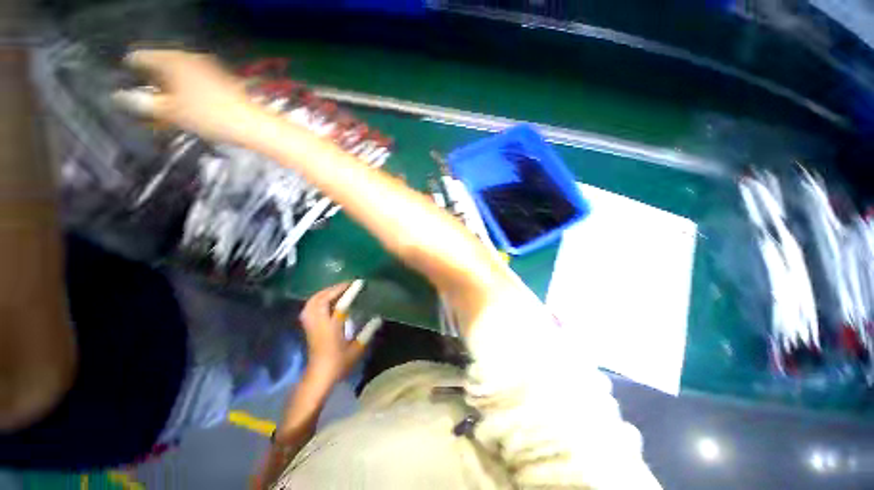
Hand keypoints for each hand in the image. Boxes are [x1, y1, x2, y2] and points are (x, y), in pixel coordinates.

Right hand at [114, 50, 264, 144]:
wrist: (255, 125)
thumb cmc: (210, 116)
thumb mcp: (171, 112)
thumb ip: (143, 103)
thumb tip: (120, 97)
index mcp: (173, 59)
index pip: (140, 56)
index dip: (129, 69)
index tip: (122, 82)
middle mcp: (190, 58)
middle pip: (160, 65)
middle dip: (149, 81)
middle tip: (142, 99)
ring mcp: (209, 68)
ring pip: (179, 75)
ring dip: (168, 89)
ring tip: (162, 107)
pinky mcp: (223, 81)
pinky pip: (195, 83)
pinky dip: (186, 93)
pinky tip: (185, 106)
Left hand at [299, 283, 370, 381]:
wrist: (318, 377)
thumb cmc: (339, 364)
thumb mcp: (357, 349)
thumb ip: (367, 332)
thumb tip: (377, 318)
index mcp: (331, 328)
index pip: (340, 305)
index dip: (350, 292)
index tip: (359, 282)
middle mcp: (318, 323)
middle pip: (321, 299)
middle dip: (334, 288)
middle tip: (347, 284)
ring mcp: (311, 325)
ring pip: (312, 301)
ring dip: (324, 292)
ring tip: (336, 289)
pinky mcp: (308, 327)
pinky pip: (309, 307)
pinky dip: (318, 299)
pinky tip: (326, 299)